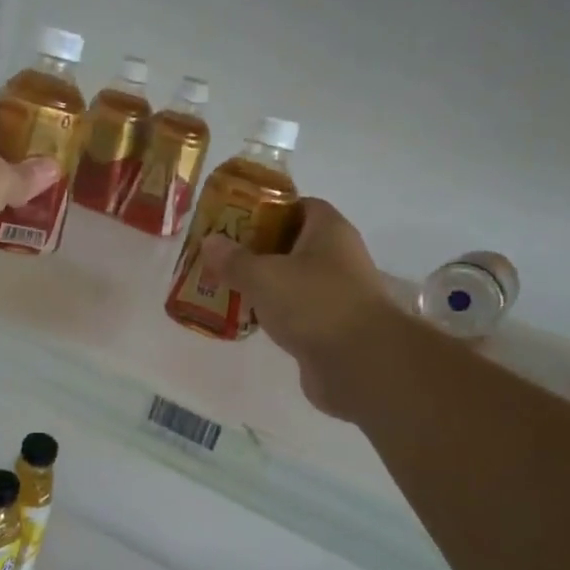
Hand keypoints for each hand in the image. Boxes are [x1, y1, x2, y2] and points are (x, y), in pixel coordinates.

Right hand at [198, 198, 392, 422]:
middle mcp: (337, 257)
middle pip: (292, 243)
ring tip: (224, 285)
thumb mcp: (264, 276)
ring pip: (291, 280)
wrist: (360, 364)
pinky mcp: (329, 327)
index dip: (266, 208)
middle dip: (256, 248)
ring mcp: (335, 294)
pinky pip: (294, 311)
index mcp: (329, 230)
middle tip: (220, 254)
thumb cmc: (314, 304)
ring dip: (262, 283)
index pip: (298, 206)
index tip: (233, 219)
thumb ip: (234, 259)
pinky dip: (272, 313)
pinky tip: (245, 318)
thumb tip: (209, 241)